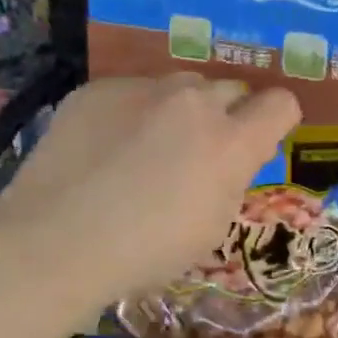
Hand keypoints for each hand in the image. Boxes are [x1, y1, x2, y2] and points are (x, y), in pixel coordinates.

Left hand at [0, 75, 300, 305]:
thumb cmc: (147, 251)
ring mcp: (141, 88)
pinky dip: (132, 114)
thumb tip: (230, 158)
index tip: (259, 142)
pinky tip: (105, 149)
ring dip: (180, 110)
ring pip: (180, 86)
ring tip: (148, 148)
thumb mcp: (212, 226)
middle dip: (226, 116)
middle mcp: (193, 101)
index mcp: (230, 142)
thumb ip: (231, 179)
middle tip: (199, 153)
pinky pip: (132, 91)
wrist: (56, 242)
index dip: (276, 121)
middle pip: (230, 90)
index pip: (280, 104)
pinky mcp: (97, 89)